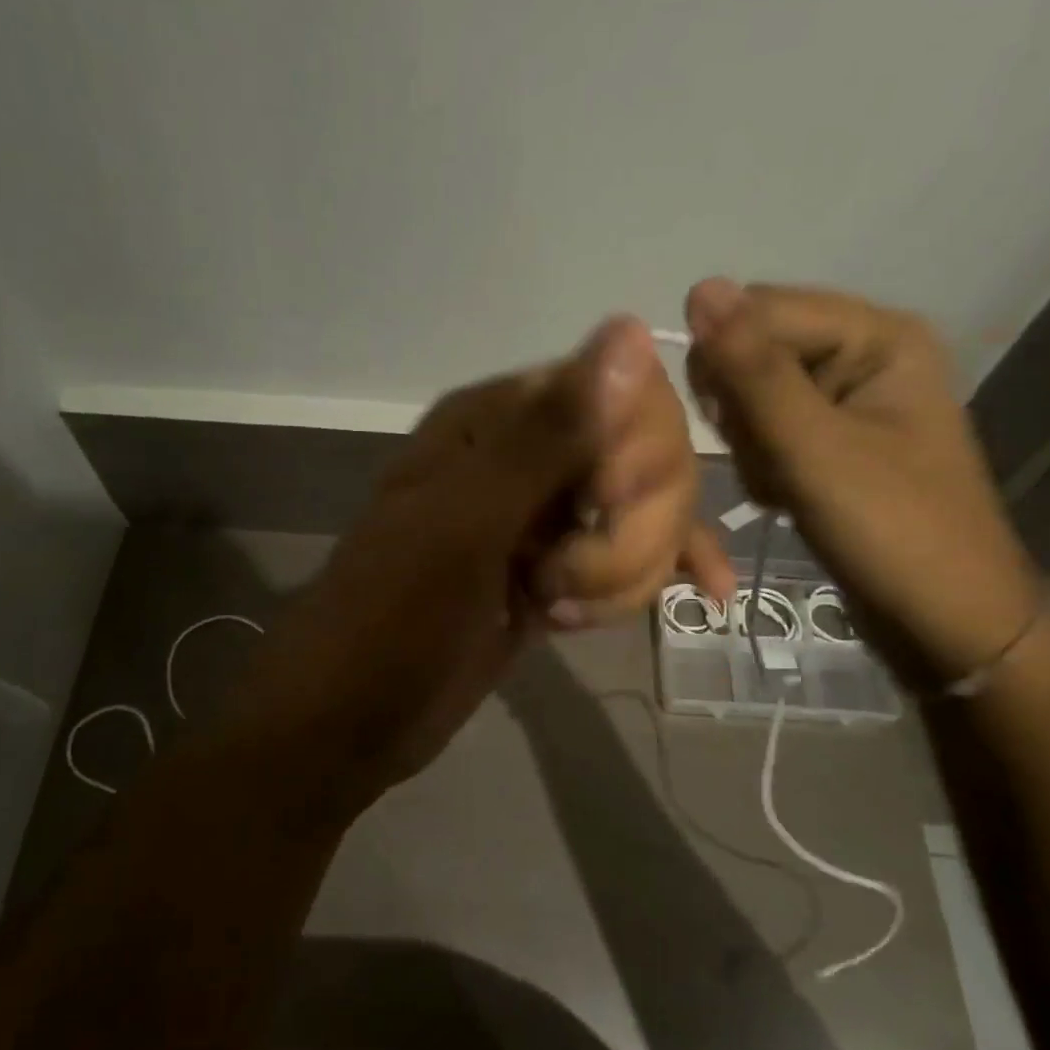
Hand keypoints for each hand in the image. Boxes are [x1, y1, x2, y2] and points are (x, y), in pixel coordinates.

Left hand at [242, 317, 729, 812]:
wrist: (349, 720)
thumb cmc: (393, 616)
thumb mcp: (466, 523)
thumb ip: (549, 433)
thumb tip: (631, 329)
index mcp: (496, 420)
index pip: (621, 393)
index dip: (637, 452)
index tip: (604, 506)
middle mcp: (527, 456)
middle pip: (646, 458)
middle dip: (632, 529)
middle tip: (565, 580)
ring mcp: (544, 518)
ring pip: (644, 516)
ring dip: (626, 570)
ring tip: (556, 612)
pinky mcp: (555, 572)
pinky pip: (630, 559)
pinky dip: (655, 575)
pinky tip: (700, 595)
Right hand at [685, 278, 1044, 689]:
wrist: (946, 622)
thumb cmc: (892, 530)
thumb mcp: (814, 448)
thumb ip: (754, 371)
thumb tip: (700, 287)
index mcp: (876, 334)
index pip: (761, 308)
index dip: (726, 360)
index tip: (724, 423)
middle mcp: (862, 353)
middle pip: (754, 348)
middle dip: (740, 409)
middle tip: (767, 458)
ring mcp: (846, 399)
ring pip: (750, 395)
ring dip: (749, 444)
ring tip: (780, 485)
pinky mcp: (831, 440)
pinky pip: (766, 430)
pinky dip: (761, 464)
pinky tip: (783, 496)